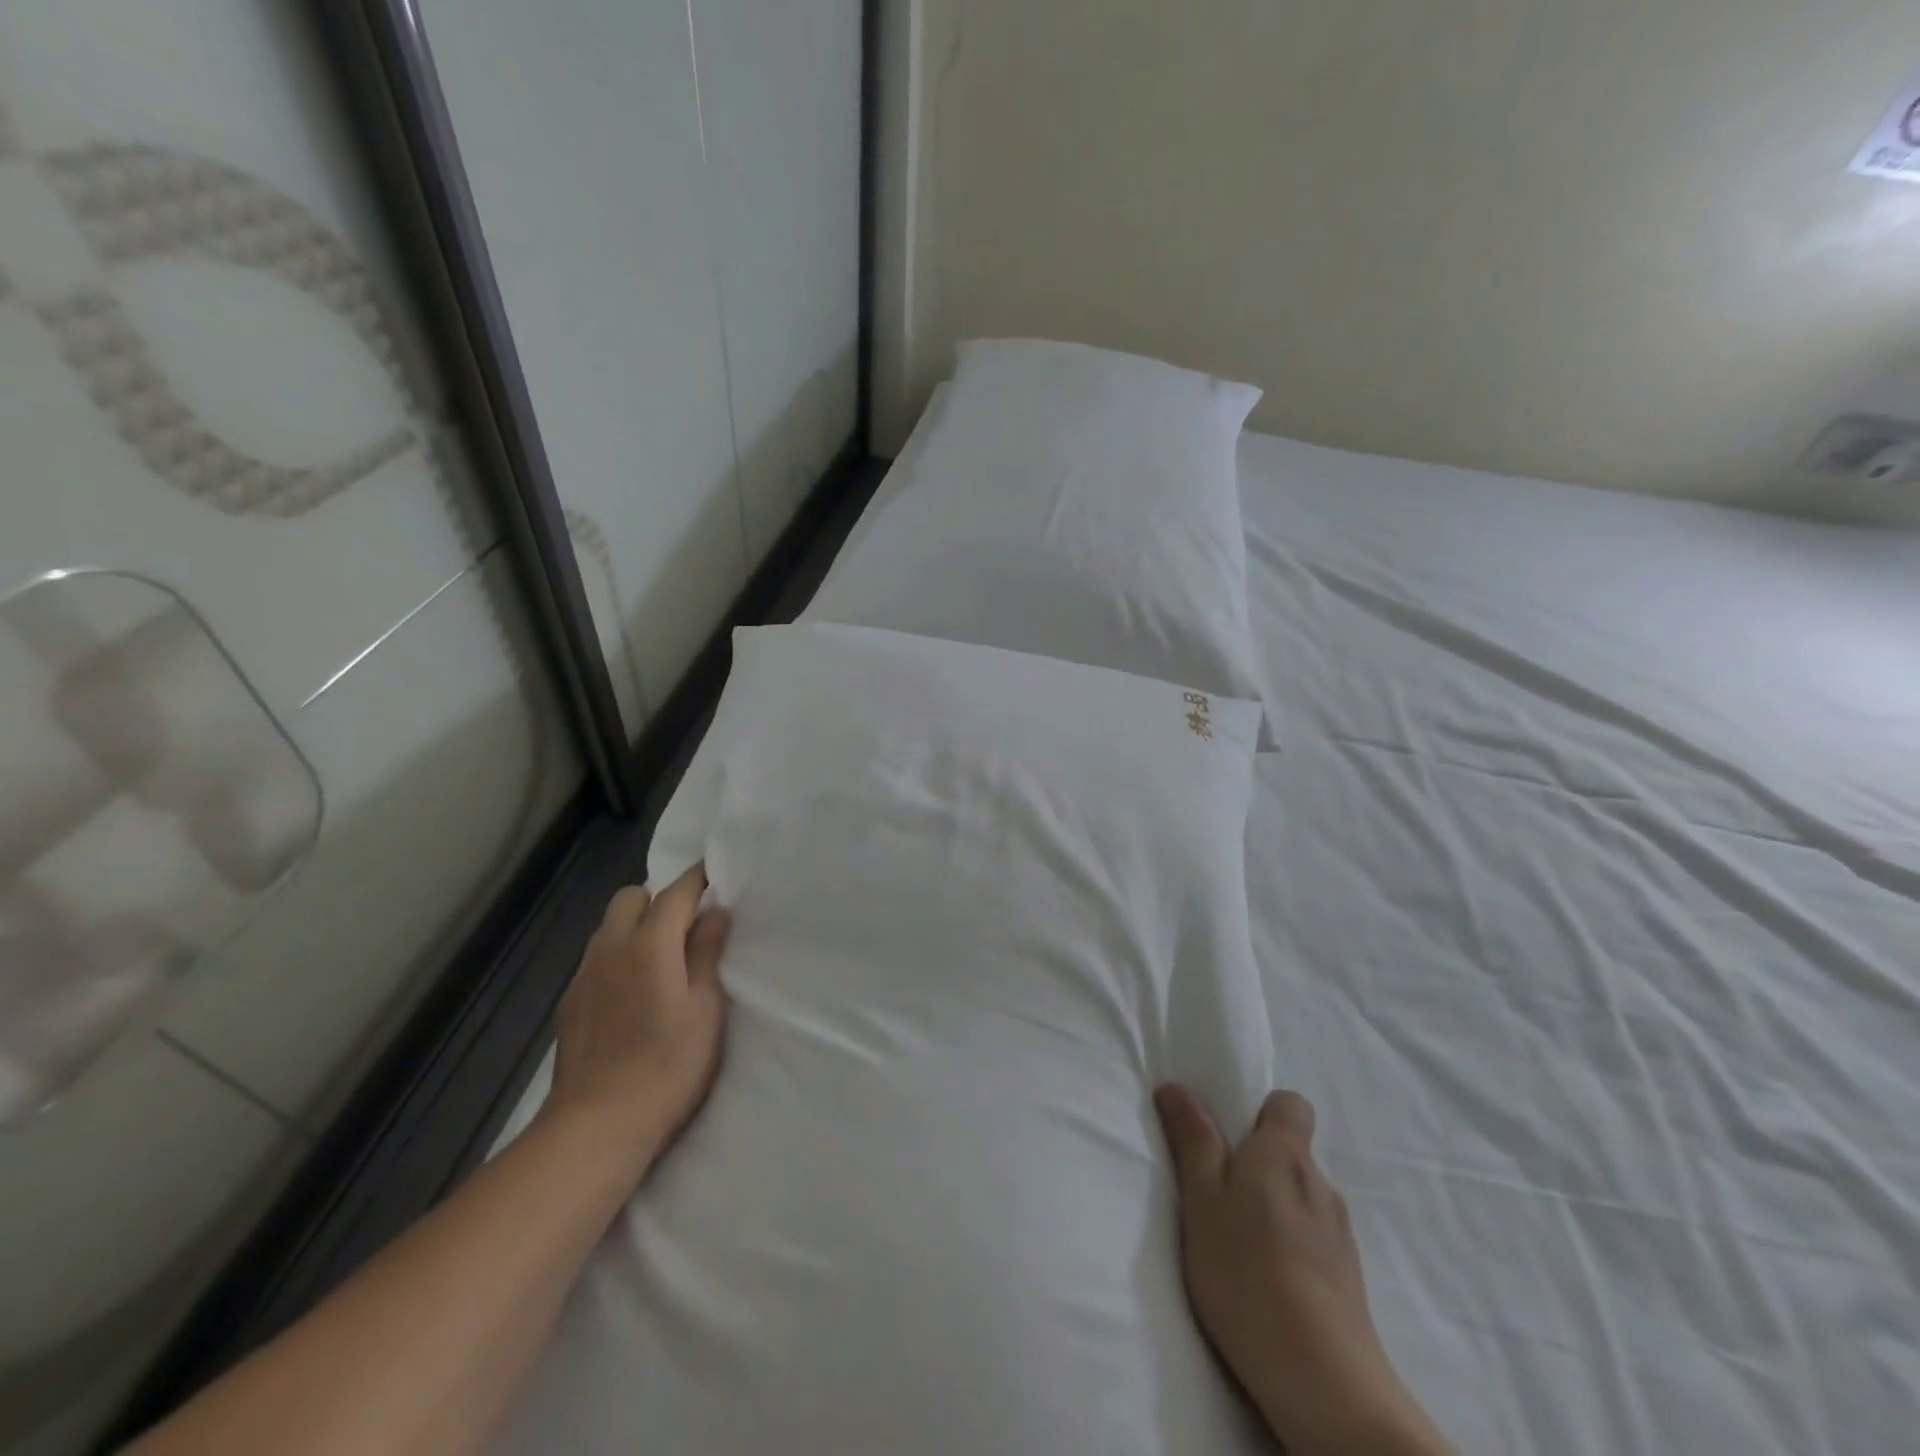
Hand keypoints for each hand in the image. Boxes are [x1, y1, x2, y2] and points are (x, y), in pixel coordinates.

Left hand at [540, 864, 730, 1177]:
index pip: (676, 891)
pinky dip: (619, 955)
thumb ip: (708, 953)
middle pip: (632, 897)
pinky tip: (634, 991)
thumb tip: (714, 912)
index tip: (717, 873)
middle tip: (688, 926)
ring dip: (637, 925)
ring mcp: (584, 975)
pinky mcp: (570, 1003)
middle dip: (660, 898)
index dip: (699, 878)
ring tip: (662, 958)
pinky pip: (597, 957)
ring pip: (610, 926)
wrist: (596, 1126)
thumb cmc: (667, 1065)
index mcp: (649, 943)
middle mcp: (611, 948)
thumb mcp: (705, 1008)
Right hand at [1155, 1085, 1452, 1455]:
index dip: (1259, 1112)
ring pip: (1299, 1197)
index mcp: (1285, 1154)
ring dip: (1271, 1207)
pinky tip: (1266, 1281)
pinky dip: (1290, 1244)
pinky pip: (1313, 1237)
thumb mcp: (1202, 1201)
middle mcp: (1320, 1183)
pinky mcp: (1349, 1278)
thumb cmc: (1248, 1275)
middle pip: (1290, 1151)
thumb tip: (1177, 1087)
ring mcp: (1340, 1233)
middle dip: (1256, 1163)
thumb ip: (1193, 1141)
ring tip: (1238, 1246)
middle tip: (1217, 1197)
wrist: (1326, 1385)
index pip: (1291, 1104)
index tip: (1229, 1139)